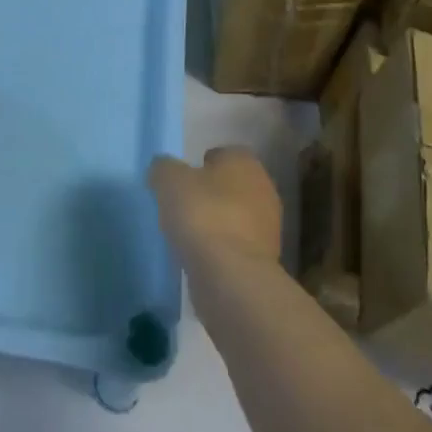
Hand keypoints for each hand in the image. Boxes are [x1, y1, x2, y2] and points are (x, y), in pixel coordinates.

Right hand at [147, 146, 282, 268]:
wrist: (232, 277)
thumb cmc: (203, 215)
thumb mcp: (169, 180)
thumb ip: (163, 168)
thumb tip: (163, 170)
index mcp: (245, 161)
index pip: (222, 154)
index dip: (200, 165)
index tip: (181, 182)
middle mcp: (264, 189)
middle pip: (230, 186)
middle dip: (210, 195)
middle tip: (182, 207)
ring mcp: (268, 228)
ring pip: (235, 217)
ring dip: (216, 224)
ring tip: (187, 236)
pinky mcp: (265, 261)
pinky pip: (236, 246)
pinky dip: (220, 250)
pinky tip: (200, 258)